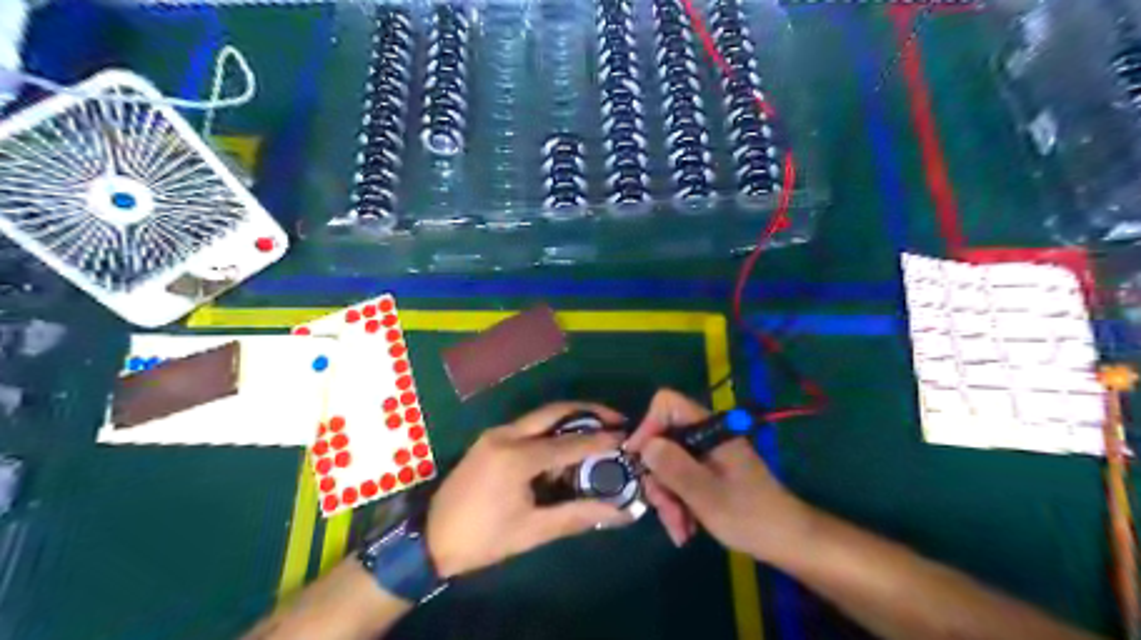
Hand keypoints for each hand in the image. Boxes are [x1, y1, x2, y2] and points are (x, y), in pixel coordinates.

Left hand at [428, 406, 633, 580]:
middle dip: (589, 412)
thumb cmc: (482, 539)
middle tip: (616, 419)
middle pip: (555, 412)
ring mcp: (495, 433)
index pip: (570, 443)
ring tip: (598, 429)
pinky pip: (528, 426)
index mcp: (516, 458)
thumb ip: (577, 515)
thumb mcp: (532, 531)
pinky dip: (552, 429)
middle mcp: (506, 435)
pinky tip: (565, 444)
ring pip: (541, 416)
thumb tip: (619, 512)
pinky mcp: (489, 439)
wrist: (429, 538)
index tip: (627, 437)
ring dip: (571, 418)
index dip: (601, 441)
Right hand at [623, 385, 810, 558]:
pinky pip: (679, 479)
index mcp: (710, 429)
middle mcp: (705, 435)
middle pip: (663, 440)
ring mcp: (706, 454)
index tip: (640, 460)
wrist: (787, 540)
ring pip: (668, 464)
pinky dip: (678, 503)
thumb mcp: (706, 495)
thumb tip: (644, 445)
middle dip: (658, 477)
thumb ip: (674, 467)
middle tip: (664, 509)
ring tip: (679, 528)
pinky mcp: (707, 472)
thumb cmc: (750, 516)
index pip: (667, 404)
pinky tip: (685, 528)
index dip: (648, 426)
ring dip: (667, 498)